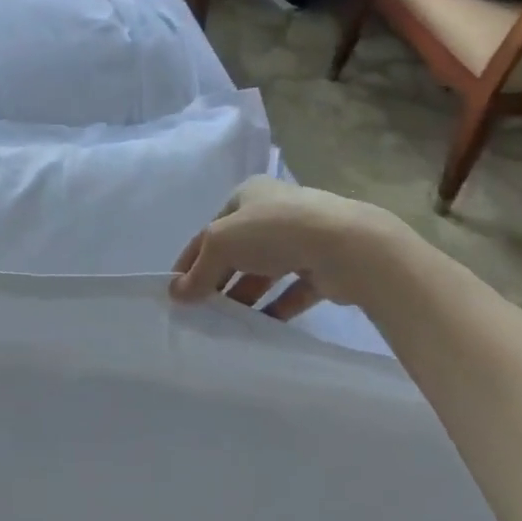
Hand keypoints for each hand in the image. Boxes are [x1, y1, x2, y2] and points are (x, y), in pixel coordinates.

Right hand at [170, 177, 410, 319]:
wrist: (346, 245)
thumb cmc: (274, 230)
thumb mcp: (222, 243)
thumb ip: (199, 270)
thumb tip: (175, 295)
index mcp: (248, 194)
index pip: (210, 229)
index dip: (191, 258)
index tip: (177, 289)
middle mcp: (274, 212)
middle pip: (237, 250)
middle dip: (219, 278)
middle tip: (202, 308)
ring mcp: (301, 238)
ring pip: (265, 270)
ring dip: (246, 294)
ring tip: (228, 322)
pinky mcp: (323, 266)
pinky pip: (293, 289)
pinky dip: (277, 306)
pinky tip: (262, 326)